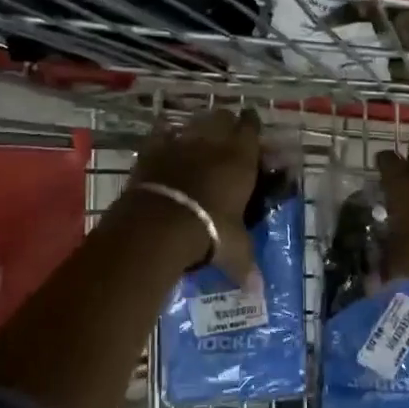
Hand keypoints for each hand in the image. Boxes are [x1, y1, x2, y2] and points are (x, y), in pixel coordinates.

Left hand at [128, 107, 262, 278]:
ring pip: (193, 122)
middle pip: (223, 116)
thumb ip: (246, 265)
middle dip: (226, 123)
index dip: (252, 127)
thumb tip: (257, 291)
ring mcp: (180, 143)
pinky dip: (164, 136)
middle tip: (227, 139)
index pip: (251, 128)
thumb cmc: (210, 232)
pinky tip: (165, 143)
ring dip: (198, 129)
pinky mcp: (152, 150)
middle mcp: (213, 142)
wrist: (160, 225)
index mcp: (241, 158)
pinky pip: (160, 133)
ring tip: (198, 142)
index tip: (253, 132)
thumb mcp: (235, 250)